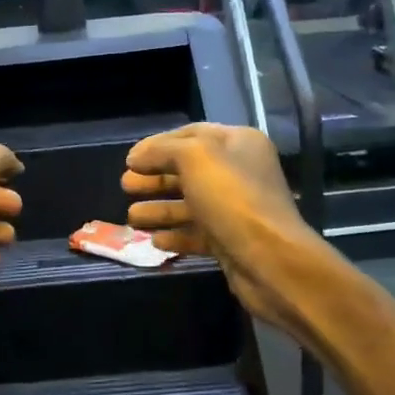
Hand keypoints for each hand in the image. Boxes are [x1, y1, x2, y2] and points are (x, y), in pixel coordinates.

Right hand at [122, 124, 324, 333]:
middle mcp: (239, 172)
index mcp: (238, 143)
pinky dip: (175, 234)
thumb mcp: (194, 158)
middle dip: (154, 178)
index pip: (191, 135)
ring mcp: (235, 209)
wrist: (269, 259)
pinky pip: (196, 233)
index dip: (157, 145)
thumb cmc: (232, 198)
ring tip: (131, 217)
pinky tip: (154, 240)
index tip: (130, 159)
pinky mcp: (230, 240)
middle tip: (125, 186)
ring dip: (159, 208)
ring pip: (189, 204)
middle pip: (187, 170)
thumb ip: (162, 150)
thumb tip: (137, 156)